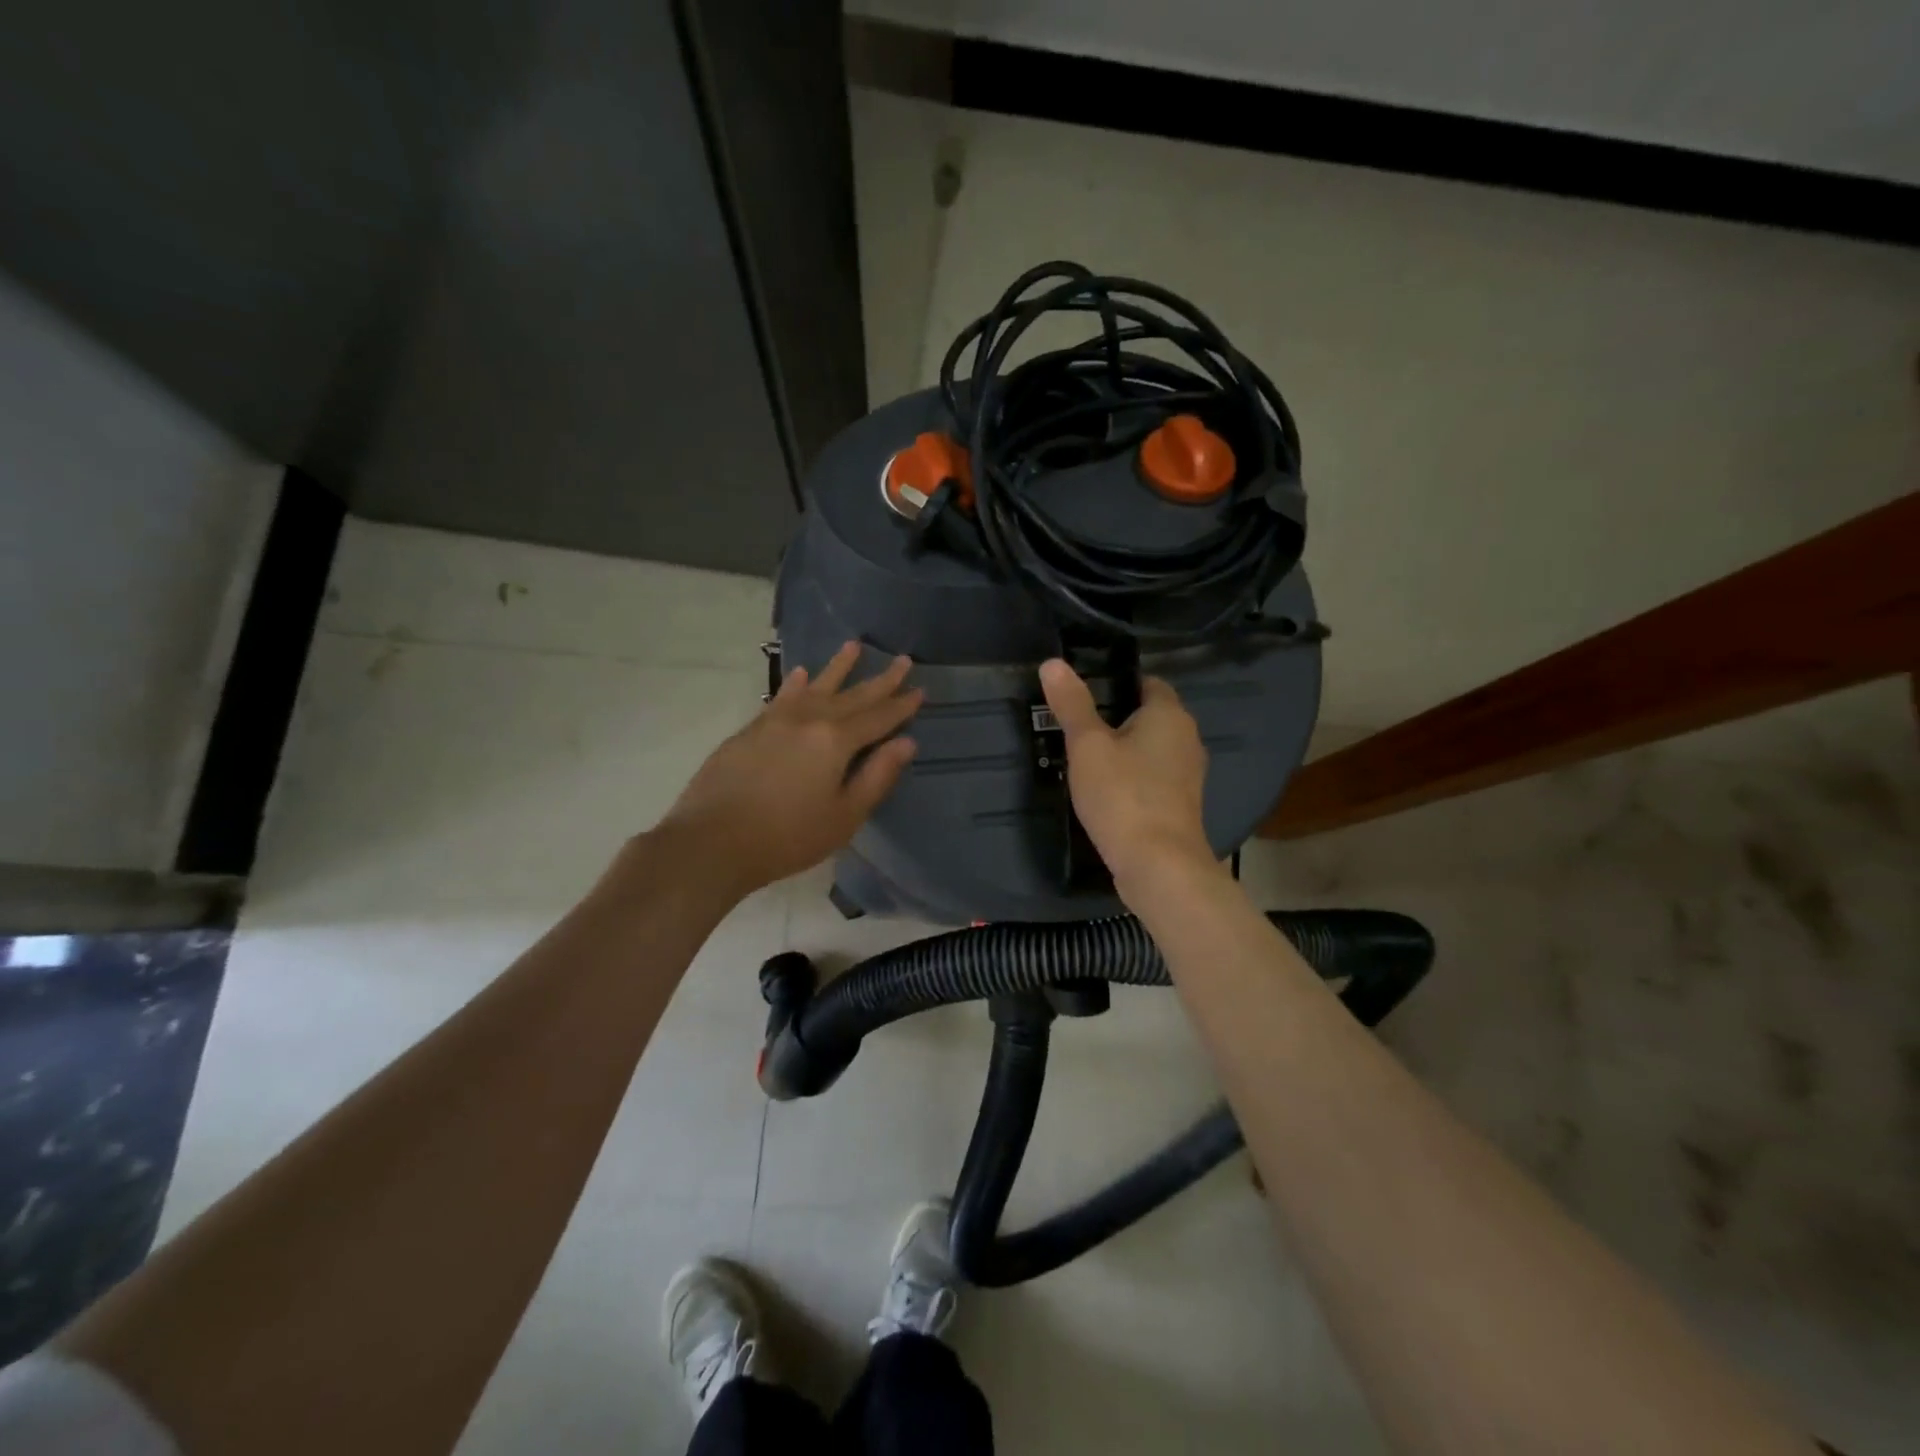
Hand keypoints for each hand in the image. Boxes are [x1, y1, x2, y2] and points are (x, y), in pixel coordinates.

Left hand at [661, 642, 921, 896]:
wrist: (712, 841)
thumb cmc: (787, 837)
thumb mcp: (844, 816)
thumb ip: (877, 776)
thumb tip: (907, 743)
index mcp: (836, 741)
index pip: (878, 717)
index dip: (901, 705)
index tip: (920, 689)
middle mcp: (808, 719)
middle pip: (852, 696)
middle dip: (880, 680)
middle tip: (903, 660)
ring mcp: (776, 720)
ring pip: (816, 686)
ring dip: (838, 667)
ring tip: (854, 645)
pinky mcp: (751, 729)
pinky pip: (782, 696)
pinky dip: (796, 684)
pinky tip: (802, 674)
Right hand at [1038, 658, 1217, 896]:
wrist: (1158, 866)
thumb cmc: (1122, 795)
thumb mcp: (1087, 745)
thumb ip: (1071, 704)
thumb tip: (1053, 663)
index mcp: (1170, 715)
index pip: (1147, 682)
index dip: (1116, 683)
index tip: (1082, 694)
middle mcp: (1187, 739)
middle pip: (1148, 716)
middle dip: (1115, 718)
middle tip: (1074, 727)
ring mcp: (1187, 775)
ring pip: (1151, 750)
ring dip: (1123, 751)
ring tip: (1084, 759)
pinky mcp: (1180, 805)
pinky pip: (1152, 778)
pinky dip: (1131, 778)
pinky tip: (1105, 791)